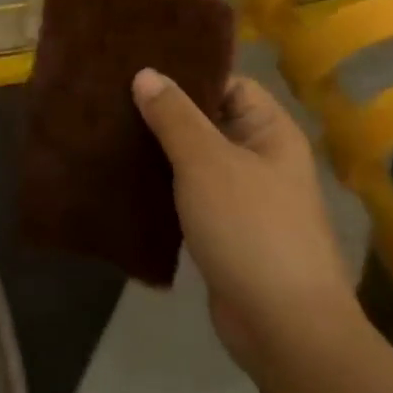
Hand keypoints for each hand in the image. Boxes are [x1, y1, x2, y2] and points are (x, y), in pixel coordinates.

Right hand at [132, 69, 354, 368]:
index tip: (138, 65)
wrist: (283, 327)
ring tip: (109, 132)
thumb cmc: (250, 228)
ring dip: (160, 151)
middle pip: (208, 120)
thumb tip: (146, 73)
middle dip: (164, 112)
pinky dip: (163, 186)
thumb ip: (174, 116)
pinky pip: (190, 195)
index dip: (187, 72)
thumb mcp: (206, 162)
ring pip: (195, 160)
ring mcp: (244, 198)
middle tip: (111, 97)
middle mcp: (261, 158)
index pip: (228, 83)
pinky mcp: (225, 231)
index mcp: (269, 131)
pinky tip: (124, 178)